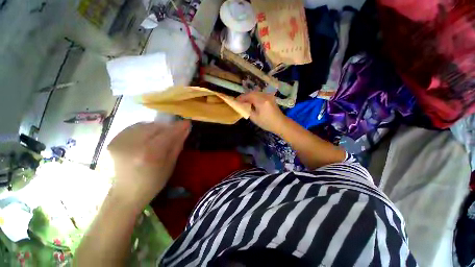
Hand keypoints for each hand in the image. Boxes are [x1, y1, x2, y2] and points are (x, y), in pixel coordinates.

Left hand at [107, 121, 190, 208]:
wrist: (125, 194)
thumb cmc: (153, 182)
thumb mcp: (170, 165)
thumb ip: (177, 144)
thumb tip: (185, 129)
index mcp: (149, 154)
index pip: (167, 133)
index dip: (178, 127)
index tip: (187, 122)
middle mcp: (133, 145)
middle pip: (155, 126)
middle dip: (167, 127)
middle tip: (174, 131)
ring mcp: (120, 142)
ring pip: (145, 125)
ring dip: (157, 127)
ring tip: (161, 135)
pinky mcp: (113, 141)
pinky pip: (134, 128)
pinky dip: (145, 129)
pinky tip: (148, 137)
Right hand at [238, 91, 285, 132]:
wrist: (280, 123)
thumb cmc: (267, 123)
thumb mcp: (254, 118)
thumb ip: (247, 110)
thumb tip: (241, 105)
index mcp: (261, 101)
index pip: (248, 96)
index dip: (241, 98)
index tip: (235, 101)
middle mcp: (265, 96)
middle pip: (252, 93)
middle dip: (245, 96)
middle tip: (239, 101)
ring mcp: (268, 96)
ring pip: (256, 93)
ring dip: (249, 96)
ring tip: (244, 102)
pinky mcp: (270, 97)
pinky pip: (260, 94)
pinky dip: (254, 97)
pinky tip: (252, 102)